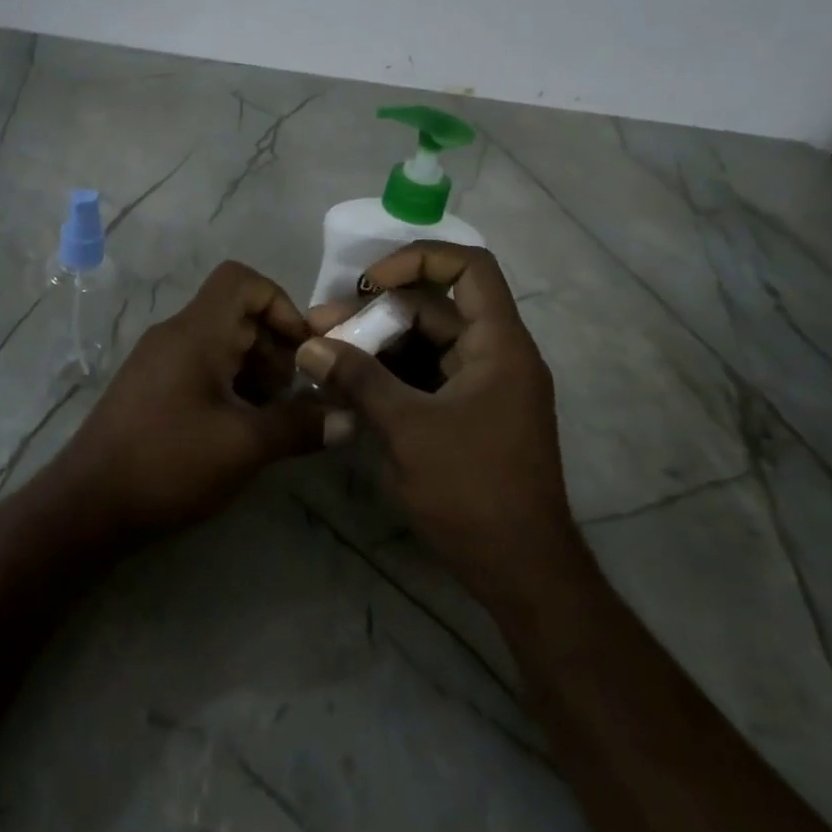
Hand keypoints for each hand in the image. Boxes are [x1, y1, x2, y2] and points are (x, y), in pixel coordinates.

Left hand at [51, 261, 323, 538]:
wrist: (87, 505)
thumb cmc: (168, 462)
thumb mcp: (244, 445)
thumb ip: (299, 426)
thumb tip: (348, 419)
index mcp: (196, 331)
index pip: (242, 280)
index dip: (281, 304)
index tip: (304, 350)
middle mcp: (176, 335)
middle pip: (238, 314)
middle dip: (276, 349)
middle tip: (295, 396)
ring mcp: (160, 362)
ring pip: (222, 344)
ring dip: (256, 373)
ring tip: (273, 418)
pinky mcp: (153, 389)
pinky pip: (202, 369)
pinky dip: (231, 387)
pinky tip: (243, 430)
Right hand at [299, 244, 572, 593]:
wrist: (522, 572)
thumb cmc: (472, 489)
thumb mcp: (407, 428)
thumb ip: (357, 379)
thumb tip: (309, 345)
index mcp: (498, 344)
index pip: (469, 267)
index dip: (416, 260)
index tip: (368, 284)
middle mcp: (495, 355)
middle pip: (433, 309)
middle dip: (374, 314)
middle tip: (321, 327)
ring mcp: (482, 387)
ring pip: (423, 345)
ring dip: (375, 347)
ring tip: (323, 357)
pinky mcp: (467, 415)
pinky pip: (423, 378)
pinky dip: (388, 377)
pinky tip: (346, 389)